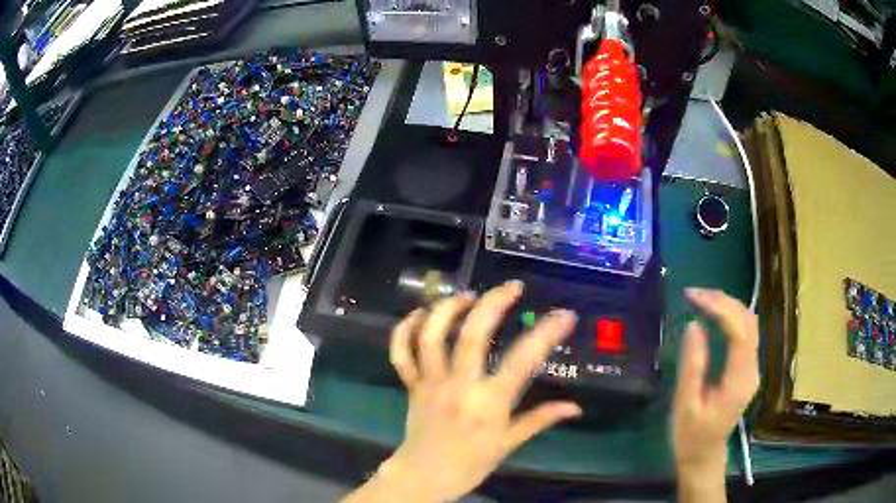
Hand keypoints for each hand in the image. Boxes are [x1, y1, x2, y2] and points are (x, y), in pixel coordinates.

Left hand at [345, 281, 580, 502]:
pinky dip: (404, 329)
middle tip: (511, 287)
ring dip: (447, 308)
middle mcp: (458, 386)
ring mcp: (430, 382)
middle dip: (493, 303)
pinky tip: (420, 314)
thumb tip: (575, 407)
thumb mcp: (509, 444)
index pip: (522, 361)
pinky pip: (401, 352)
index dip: (545, 334)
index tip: (565, 315)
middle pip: (473, 335)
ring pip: (432, 336)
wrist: (425, 476)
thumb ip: (540, 420)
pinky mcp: (411, 384)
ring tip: (466, 295)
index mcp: (488, 403)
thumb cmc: (470, 463)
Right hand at [673, 288, 759, 500]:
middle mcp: (752, 370)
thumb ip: (692, 365)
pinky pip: (744, 332)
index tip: (693, 297)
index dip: (720, 309)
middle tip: (694, 294)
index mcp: (739, 381)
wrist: (703, 456)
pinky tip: (713, 314)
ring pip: (749, 323)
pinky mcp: (747, 368)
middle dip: (723, 301)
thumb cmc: (691, 436)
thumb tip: (694, 324)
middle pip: (748, 322)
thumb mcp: (685, 404)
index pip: (740, 332)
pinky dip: (729, 316)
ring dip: (727, 305)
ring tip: (701, 299)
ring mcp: (752, 368)